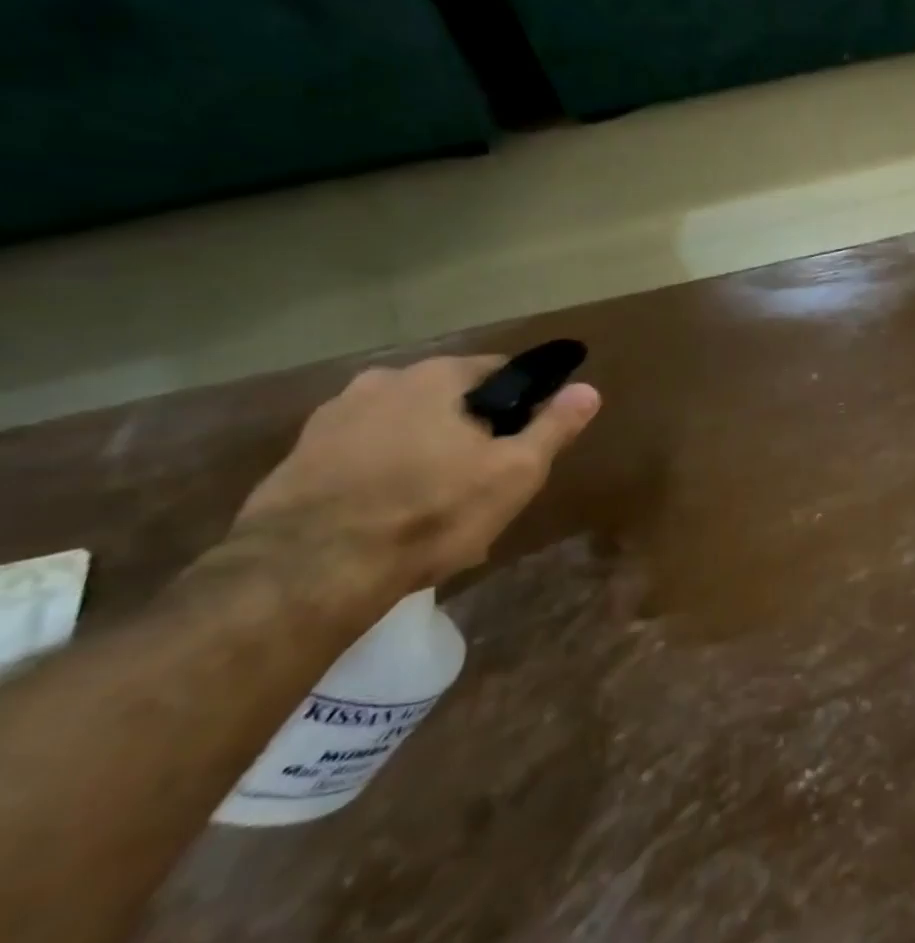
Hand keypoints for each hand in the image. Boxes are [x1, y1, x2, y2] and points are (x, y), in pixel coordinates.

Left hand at [234, 356, 600, 603]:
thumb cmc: (431, 512)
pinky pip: (361, 455)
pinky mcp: (296, 458)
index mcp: (437, 377)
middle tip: (485, 478)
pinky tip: (391, 514)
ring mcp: (331, 418)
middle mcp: (381, 381)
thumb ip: (553, 426)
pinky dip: (382, 473)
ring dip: (424, 450)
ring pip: (403, 427)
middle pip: (448, 399)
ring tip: (437, 502)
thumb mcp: (514, 472)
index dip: (521, 402)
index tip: (527, 439)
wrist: (308, 572)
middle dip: (469, 429)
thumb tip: (589, 389)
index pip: (499, 370)